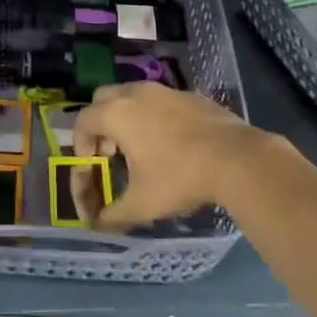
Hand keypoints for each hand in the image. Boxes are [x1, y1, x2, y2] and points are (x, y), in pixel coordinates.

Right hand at [74, 83, 274, 231]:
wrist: (237, 158)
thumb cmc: (180, 177)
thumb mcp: (142, 204)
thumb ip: (113, 215)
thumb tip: (97, 225)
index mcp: (117, 113)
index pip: (82, 121)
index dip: (80, 145)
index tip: (92, 166)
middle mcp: (135, 93)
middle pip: (103, 100)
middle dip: (100, 125)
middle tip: (110, 152)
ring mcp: (164, 90)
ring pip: (132, 96)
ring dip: (126, 118)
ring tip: (139, 148)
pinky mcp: (189, 94)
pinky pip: (159, 100)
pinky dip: (153, 116)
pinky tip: (170, 143)